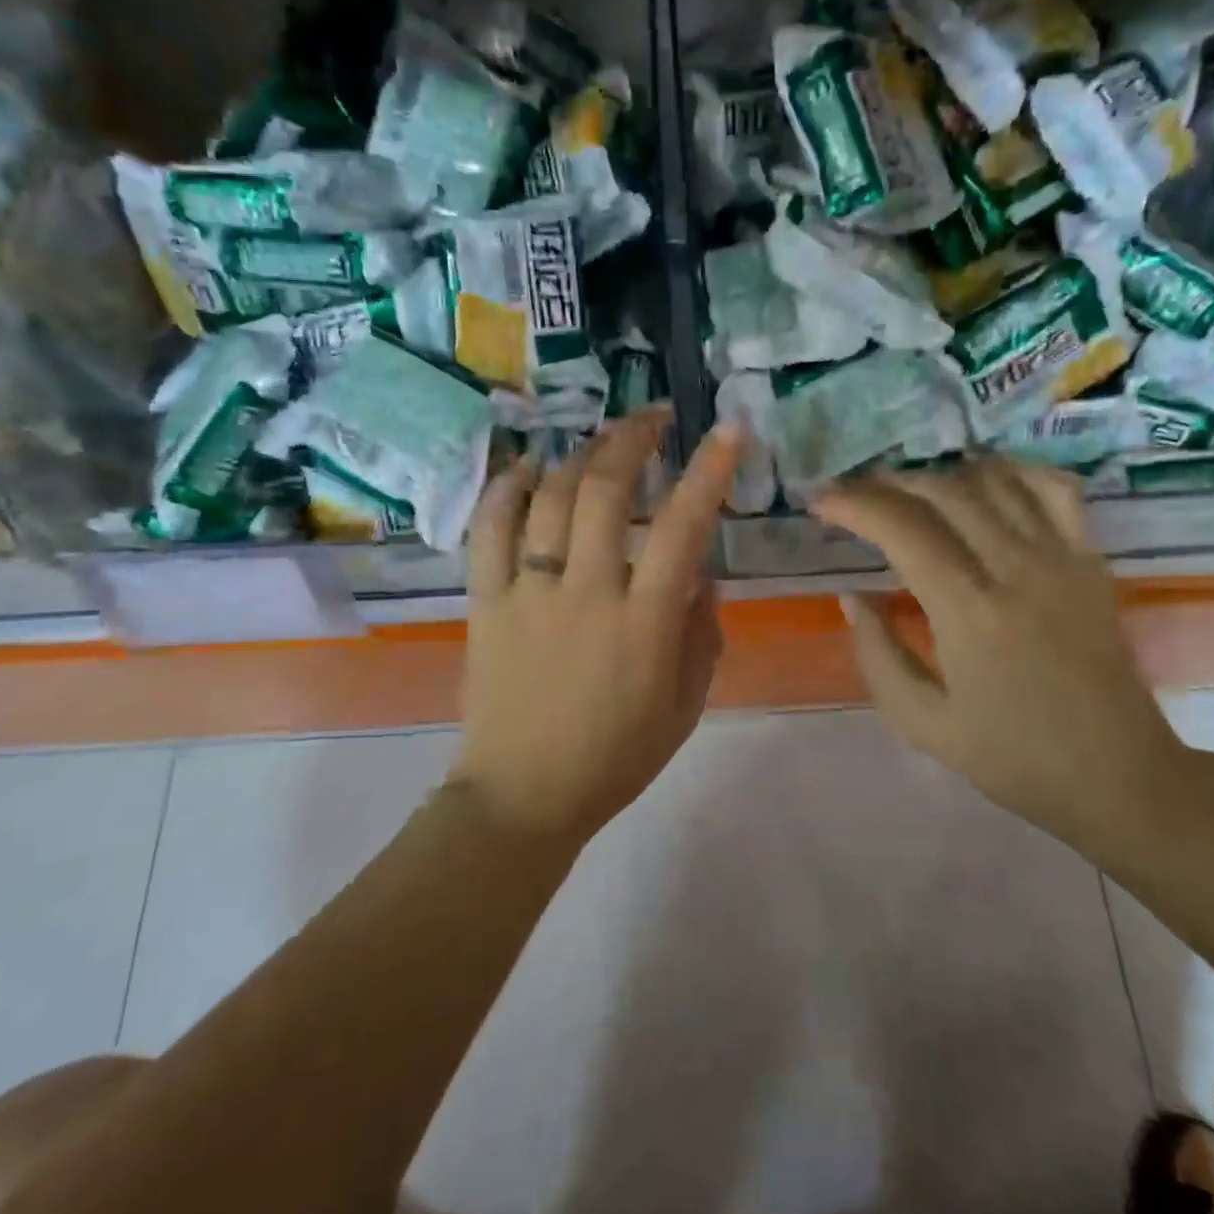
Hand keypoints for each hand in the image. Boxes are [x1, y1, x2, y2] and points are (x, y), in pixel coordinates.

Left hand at [452, 407, 741, 842]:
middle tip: (654, 418)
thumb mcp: (686, 703)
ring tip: (602, 439)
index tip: (727, 429)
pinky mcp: (486, 601)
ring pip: (550, 498)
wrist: (523, 795)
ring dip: (580, 454)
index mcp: (643, 623)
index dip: (709, 471)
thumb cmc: (616, 757)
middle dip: (634, 439)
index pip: (682, 528)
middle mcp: (585, 592)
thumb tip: (699, 570)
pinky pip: (489, 530)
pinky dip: (506, 488)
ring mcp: (529, 592)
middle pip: (605, 491)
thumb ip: (701, 630)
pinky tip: (527, 464)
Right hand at [812, 457, 1186, 844]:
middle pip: (944, 492)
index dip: (854, 505)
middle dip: (888, 483)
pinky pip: (1055, 490)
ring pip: (995, 481)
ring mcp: (1062, 558)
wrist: (1118, 777)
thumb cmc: (1012, 758)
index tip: (822, 503)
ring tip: (908, 488)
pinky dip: (1015, 471)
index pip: (902, 528)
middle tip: (855, 492)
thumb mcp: (921, 722)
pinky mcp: (1092, 562)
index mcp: (969, 612)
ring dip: (942, 474)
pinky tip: (985, 480)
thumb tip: (851, 596)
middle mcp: (1017, 568)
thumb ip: (877, 653)